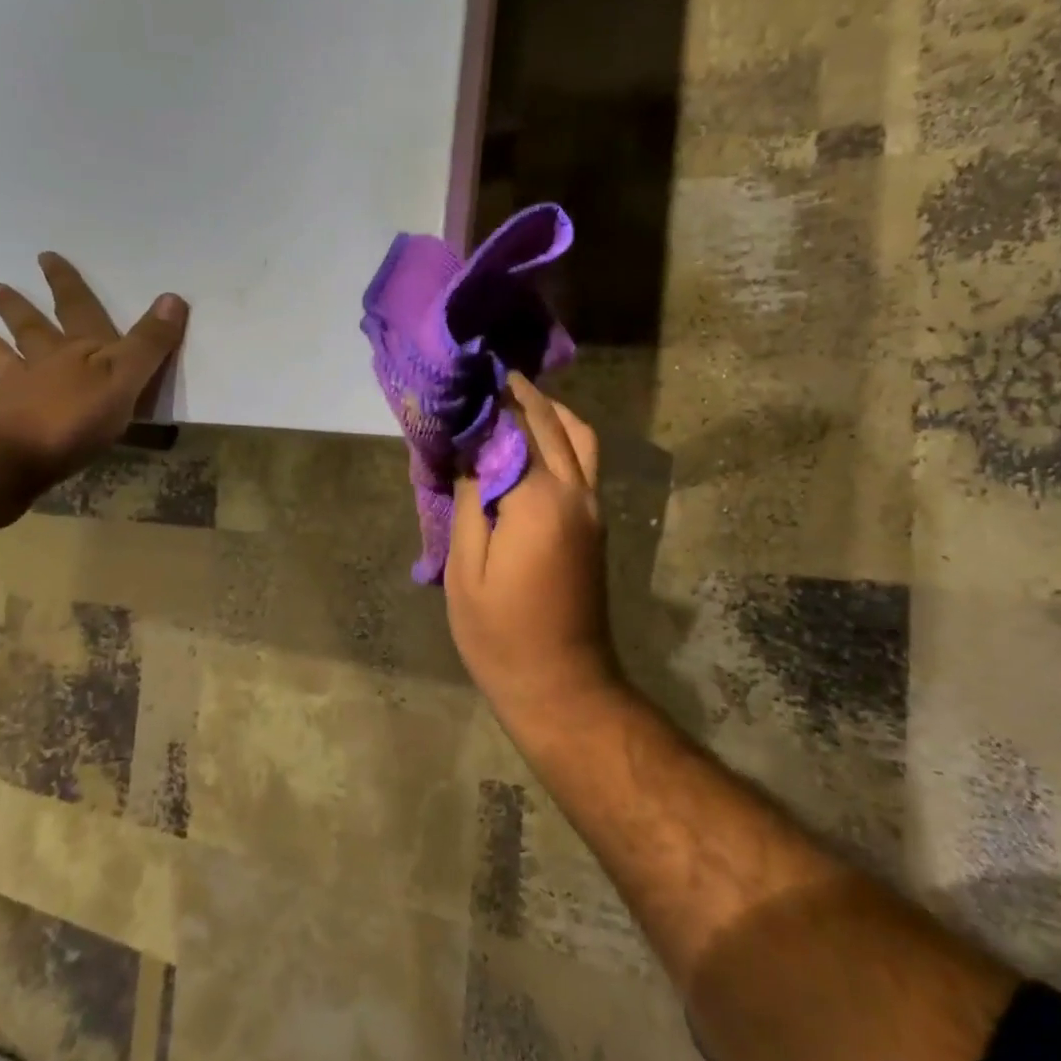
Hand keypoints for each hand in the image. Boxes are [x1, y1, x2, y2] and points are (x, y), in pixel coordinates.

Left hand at [0, 252, 187, 482]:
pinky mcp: (3, 424)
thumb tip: (173, 297)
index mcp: (82, 351)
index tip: (46, 257)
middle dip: (20, 310)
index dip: (67, 285)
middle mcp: (48, 364)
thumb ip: (149, 343)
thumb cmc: (77, 415)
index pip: (77, 309)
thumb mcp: (126, 376)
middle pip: (34, 331)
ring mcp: (20, 392)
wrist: (15, 453)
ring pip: (10, 363)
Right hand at [447, 373, 618, 713]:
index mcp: (540, 500)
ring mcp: (593, 507)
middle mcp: (576, 492)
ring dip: (548, 412)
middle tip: (484, 377)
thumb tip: (470, 450)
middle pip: (550, 424)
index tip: (464, 377)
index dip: (488, 401)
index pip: (514, 429)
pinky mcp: (596, 524)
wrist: (562, 684)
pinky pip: (584, 461)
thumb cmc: (501, 634)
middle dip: (519, 395)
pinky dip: (562, 437)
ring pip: (579, 437)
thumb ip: (471, 500)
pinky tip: (534, 441)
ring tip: (512, 402)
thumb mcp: (466, 568)